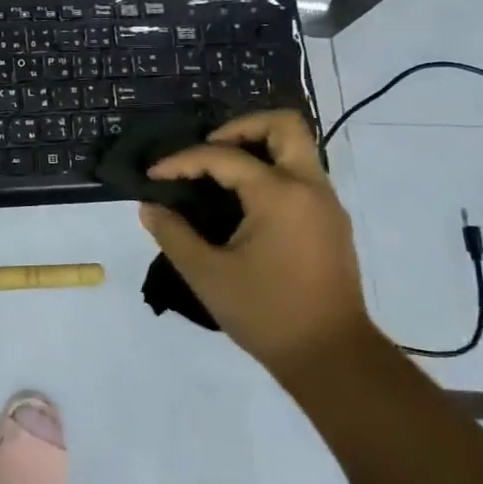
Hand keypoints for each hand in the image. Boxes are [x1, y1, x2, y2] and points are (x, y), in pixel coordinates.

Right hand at [137, 110, 374, 379]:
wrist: (333, 358)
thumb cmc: (267, 313)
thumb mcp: (207, 275)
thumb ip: (173, 234)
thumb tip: (150, 207)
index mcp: (280, 194)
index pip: (223, 157)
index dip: (182, 161)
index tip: (153, 176)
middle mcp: (309, 187)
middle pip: (283, 125)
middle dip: (240, 127)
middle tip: (207, 150)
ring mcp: (326, 203)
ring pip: (297, 147)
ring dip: (257, 147)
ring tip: (219, 174)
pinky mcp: (331, 222)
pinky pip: (301, 174)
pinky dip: (270, 170)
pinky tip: (242, 201)